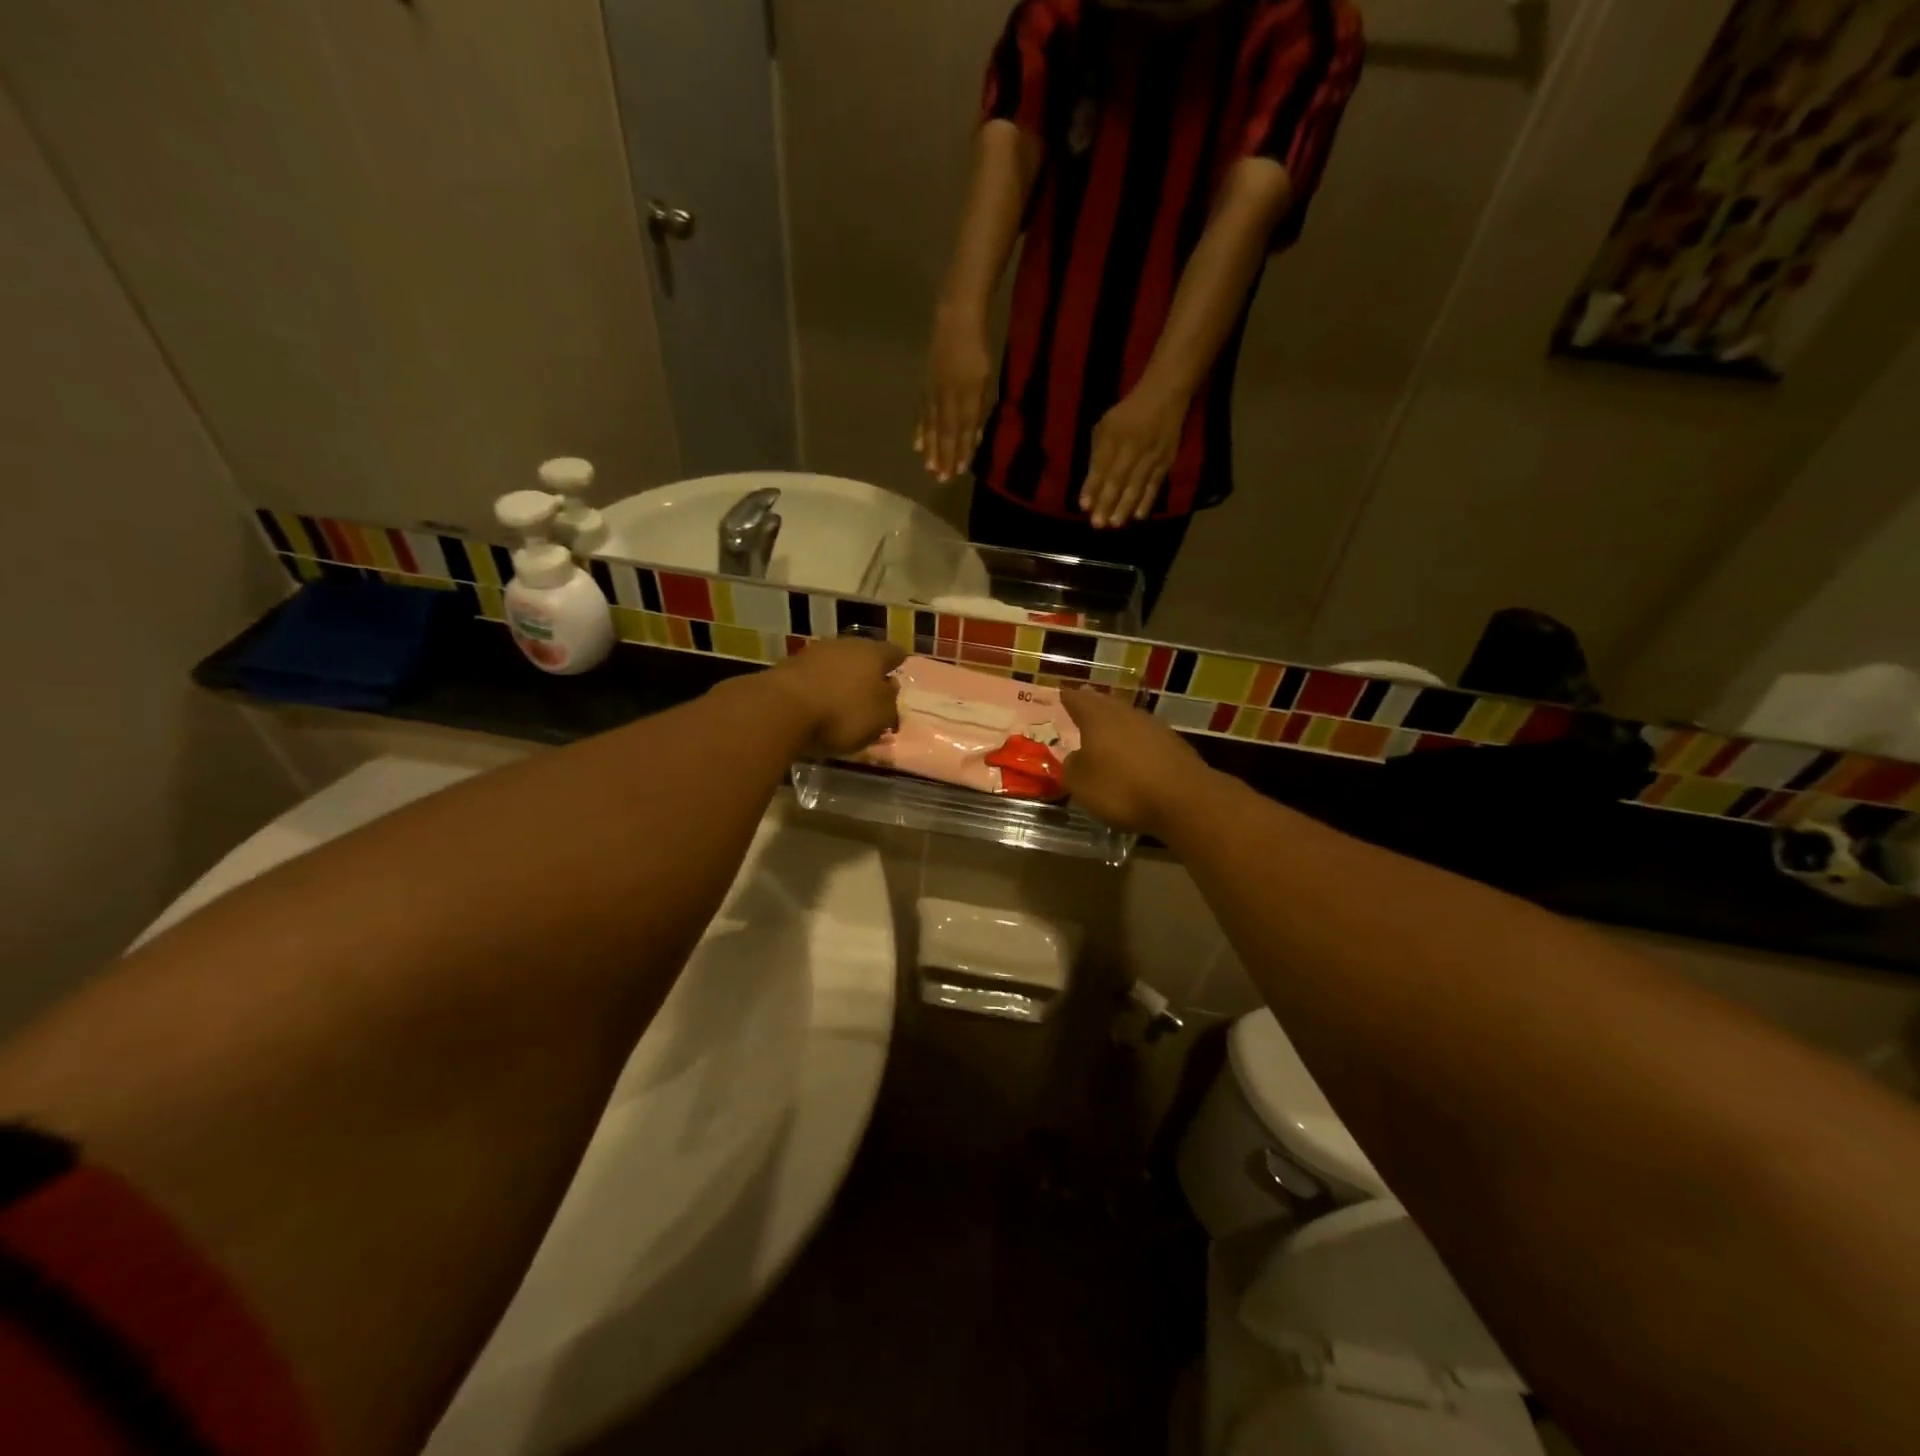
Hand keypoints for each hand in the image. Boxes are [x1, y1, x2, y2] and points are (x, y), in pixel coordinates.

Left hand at [765, 637, 904, 755]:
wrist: (781, 709)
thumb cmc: (842, 713)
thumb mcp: (879, 718)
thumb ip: (890, 703)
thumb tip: (890, 689)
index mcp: (873, 653)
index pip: (893, 652)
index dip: (898, 662)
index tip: (899, 671)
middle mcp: (845, 645)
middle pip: (863, 655)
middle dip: (867, 671)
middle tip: (872, 690)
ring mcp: (814, 652)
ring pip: (836, 663)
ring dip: (841, 677)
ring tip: (844, 698)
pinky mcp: (789, 666)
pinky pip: (814, 675)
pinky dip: (820, 686)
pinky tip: (819, 702)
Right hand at [914, 307, 993, 482]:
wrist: (955, 318)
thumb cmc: (978, 349)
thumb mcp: (987, 381)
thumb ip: (980, 410)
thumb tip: (975, 438)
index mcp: (967, 396)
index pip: (963, 431)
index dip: (960, 452)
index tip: (958, 472)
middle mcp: (947, 397)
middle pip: (945, 432)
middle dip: (943, 457)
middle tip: (940, 479)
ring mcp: (932, 392)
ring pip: (931, 426)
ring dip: (929, 449)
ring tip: (928, 468)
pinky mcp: (924, 386)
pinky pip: (921, 413)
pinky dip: (919, 430)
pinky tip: (917, 445)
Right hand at [1059, 688, 1213, 836]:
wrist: (1183, 800)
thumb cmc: (1121, 788)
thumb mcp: (1081, 783)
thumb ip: (1072, 766)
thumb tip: (1076, 758)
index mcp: (1098, 717)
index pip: (1078, 700)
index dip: (1068, 697)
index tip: (1062, 692)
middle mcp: (1126, 714)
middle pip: (1106, 704)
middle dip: (1093, 706)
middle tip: (1083, 705)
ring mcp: (1154, 728)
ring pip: (1128, 719)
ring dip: (1117, 725)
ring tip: (1106, 732)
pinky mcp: (1175, 746)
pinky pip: (1146, 739)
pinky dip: (1136, 744)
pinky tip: (1133, 756)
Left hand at [1081, 386, 1185, 527]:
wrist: (1165, 395)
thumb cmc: (1128, 412)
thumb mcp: (1105, 425)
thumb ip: (1098, 453)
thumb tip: (1091, 484)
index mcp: (1113, 438)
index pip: (1100, 467)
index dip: (1091, 487)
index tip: (1083, 506)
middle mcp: (1131, 449)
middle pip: (1117, 480)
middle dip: (1106, 503)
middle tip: (1097, 524)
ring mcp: (1150, 456)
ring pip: (1136, 486)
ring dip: (1124, 507)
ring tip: (1114, 524)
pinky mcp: (1166, 462)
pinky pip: (1155, 485)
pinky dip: (1146, 502)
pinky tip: (1137, 516)